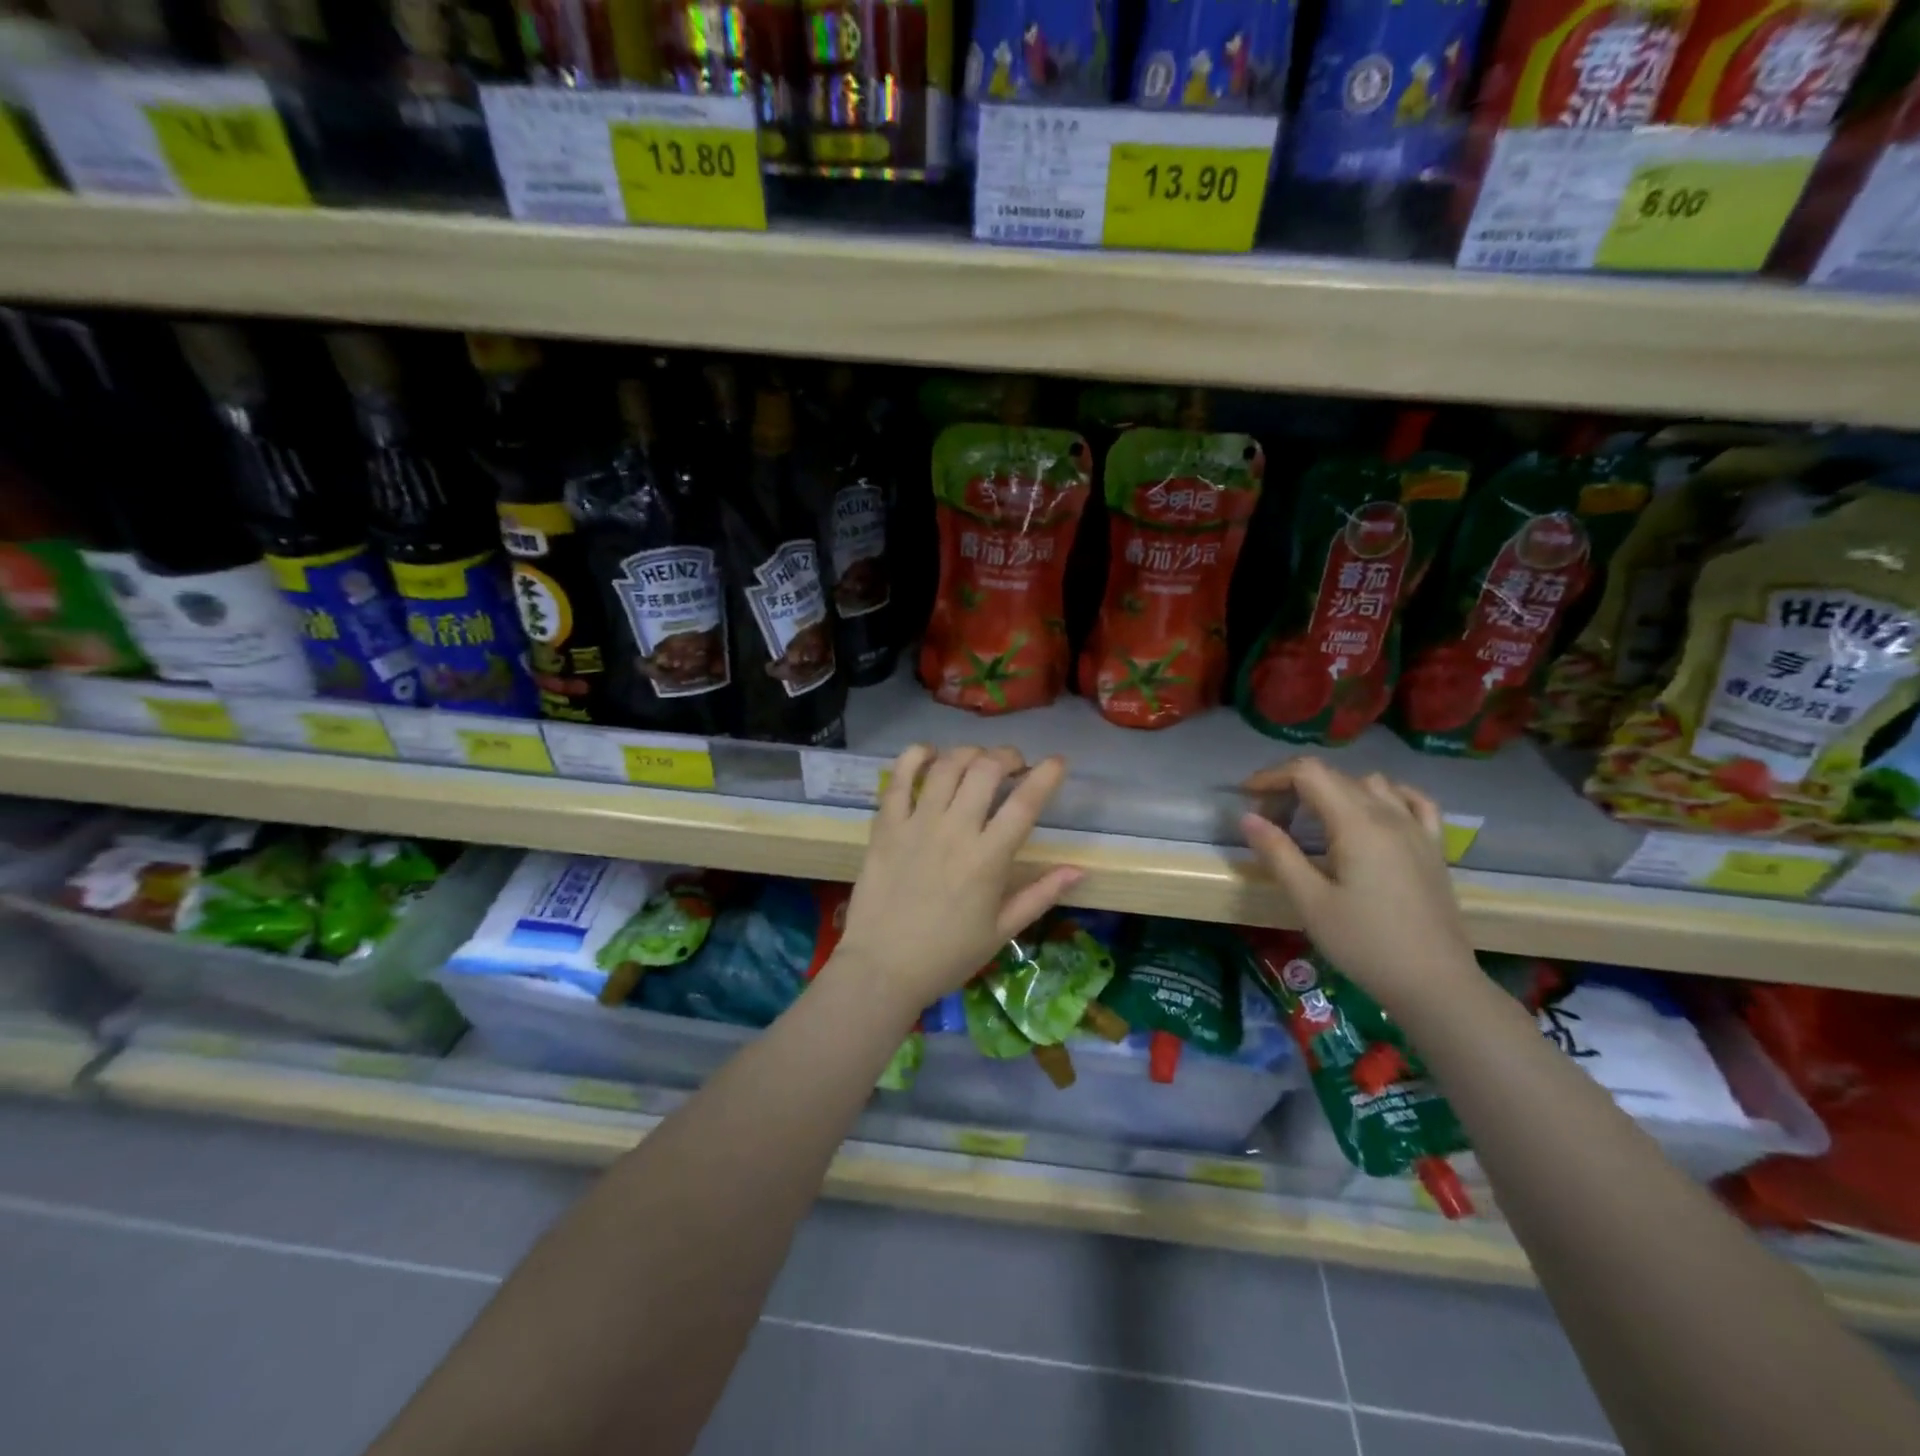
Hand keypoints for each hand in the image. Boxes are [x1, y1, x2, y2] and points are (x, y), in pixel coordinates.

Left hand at [832, 745, 1082, 1012]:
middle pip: (986, 770)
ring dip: (970, 753)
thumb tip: (1079, 869)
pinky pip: (900, 778)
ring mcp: (917, 824)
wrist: (882, 968)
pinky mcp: (886, 826)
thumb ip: (1041, 895)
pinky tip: (930, 754)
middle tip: (1014, 765)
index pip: (1024, 803)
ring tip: (978, 760)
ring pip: (947, 766)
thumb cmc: (947, 955)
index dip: (1046, 776)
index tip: (1057, 762)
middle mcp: (954, 831)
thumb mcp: (1002, 931)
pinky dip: (916, 756)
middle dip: (1008, 756)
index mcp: (988, 859)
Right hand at [1239, 758, 1477, 1013]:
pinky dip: (1385, 796)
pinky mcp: (1433, 848)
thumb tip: (1247, 818)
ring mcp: (1417, 829)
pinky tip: (1372, 813)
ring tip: (1313, 819)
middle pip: (1334, 776)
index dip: (1272, 776)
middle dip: (1293, 786)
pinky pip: (1412, 801)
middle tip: (1268, 819)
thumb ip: (1278, 854)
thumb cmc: (1365, 944)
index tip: (1247, 797)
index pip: (1309, 773)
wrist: (1436, 985)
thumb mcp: (1310, 902)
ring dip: (1334, 789)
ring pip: (1370, 783)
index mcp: (1357, 824)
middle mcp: (1389, 815)